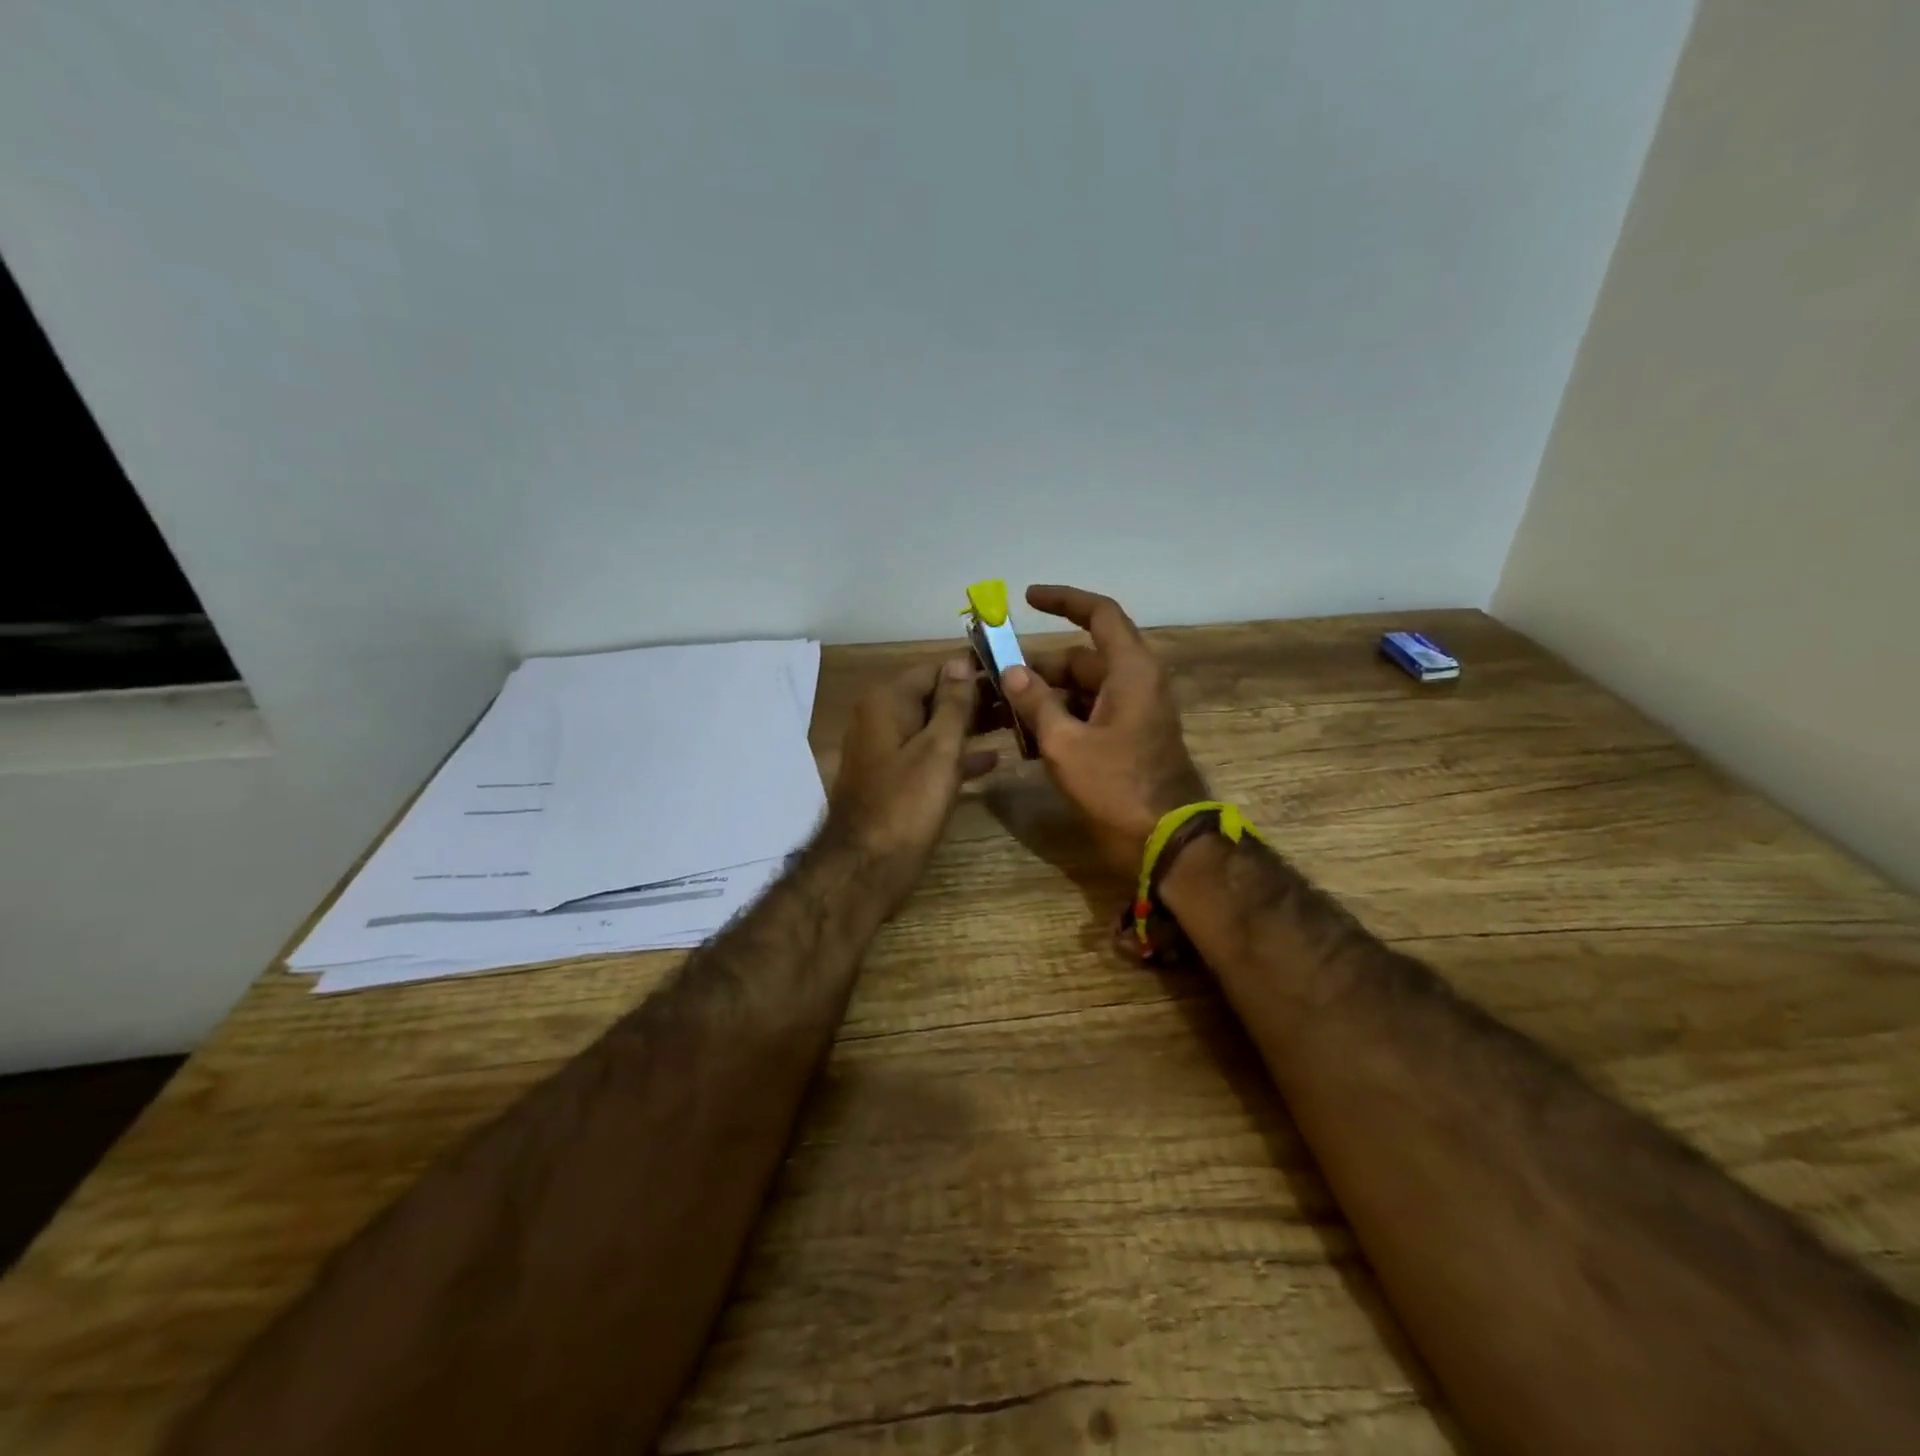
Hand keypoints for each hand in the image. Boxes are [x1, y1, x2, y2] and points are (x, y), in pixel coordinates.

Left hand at [824, 656, 997, 910]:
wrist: (868, 866)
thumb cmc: (907, 803)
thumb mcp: (938, 748)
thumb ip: (953, 703)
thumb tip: (961, 660)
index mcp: (887, 701)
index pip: (936, 668)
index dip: (973, 668)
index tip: (1011, 671)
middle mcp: (882, 717)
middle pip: (934, 696)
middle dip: (975, 698)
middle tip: (1020, 700)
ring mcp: (886, 749)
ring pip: (934, 726)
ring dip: (971, 726)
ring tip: (1014, 723)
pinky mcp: (894, 778)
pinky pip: (929, 754)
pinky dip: (957, 754)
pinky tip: (992, 760)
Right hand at [999, 584, 1208, 877]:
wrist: (1165, 840)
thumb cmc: (1117, 786)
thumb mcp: (1065, 744)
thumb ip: (1036, 703)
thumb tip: (1011, 671)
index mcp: (1130, 670)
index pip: (1100, 614)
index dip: (1064, 600)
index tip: (1027, 598)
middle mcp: (1135, 682)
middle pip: (1081, 658)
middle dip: (1037, 667)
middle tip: (995, 678)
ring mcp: (1133, 711)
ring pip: (1081, 689)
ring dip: (1044, 697)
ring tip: (1003, 713)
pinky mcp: (1128, 736)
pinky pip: (1089, 713)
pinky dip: (1060, 718)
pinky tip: (1027, 739)